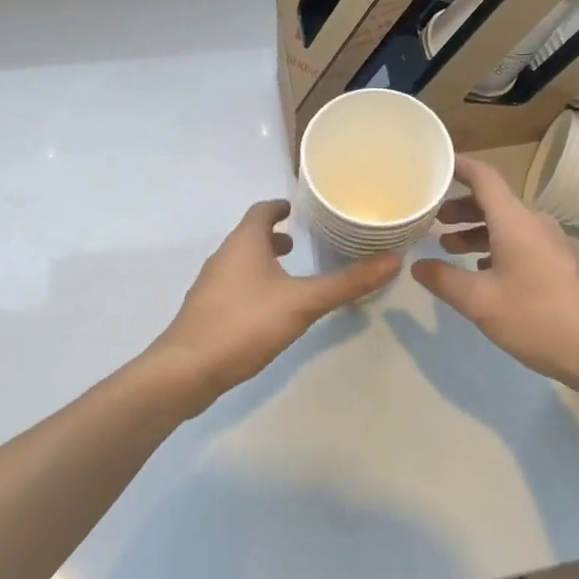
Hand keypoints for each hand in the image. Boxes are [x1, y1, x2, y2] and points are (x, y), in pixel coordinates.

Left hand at [150, 199, 399, 416]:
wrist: (186, 371)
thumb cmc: (244, 324)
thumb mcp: (303, 303)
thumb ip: (346, 283)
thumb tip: (392, 260)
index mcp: (244, 243)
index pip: (261, 211)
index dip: (278, 207)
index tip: (296, 208)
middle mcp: (223, 257)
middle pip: (249, 236)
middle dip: (273, 237)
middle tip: (300, 243)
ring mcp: (210, 286)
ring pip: (240, 263)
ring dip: (262, 262)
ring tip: (288, 275)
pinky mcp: (205, 313)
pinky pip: (233, 287)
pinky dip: (252, 286)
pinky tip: (268, 311)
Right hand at [412, 155, 578, 398]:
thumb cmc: (539, 319)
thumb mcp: (481, 302)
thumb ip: (444, 280)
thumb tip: (417, 265)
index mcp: (515, 221)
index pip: (484, 177)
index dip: (459, 165)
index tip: (435, 162)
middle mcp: (535, 223)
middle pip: (494, 201)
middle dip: (460, 206)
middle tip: (431, 219)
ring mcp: (552, 244)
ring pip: (507, 224)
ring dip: (477, 230)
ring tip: (449, 247)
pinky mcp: (560, 264)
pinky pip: (521, 242)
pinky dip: (496, 247)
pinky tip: (483, 271)